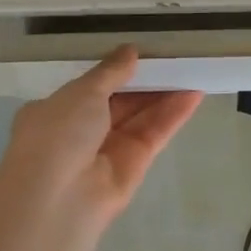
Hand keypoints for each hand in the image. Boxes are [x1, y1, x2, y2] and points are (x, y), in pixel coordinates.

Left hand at [0, 47, 202, 230]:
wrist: (57, 199)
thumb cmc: (58, 135)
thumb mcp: (82, 93)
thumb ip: (111, 72)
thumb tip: (130, 51)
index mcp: (56, 112)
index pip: (91, 89)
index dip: (116, 72)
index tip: (141, 55)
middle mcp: (81, 132)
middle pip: (120, 102)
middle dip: (145, 82)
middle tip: (174, 59)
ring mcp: (109, 151)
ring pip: (141, 117)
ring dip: (165, 96)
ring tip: (192, 70)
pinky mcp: (135, 166)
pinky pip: (155, 134)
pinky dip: (173, 115)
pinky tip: (194, 94)